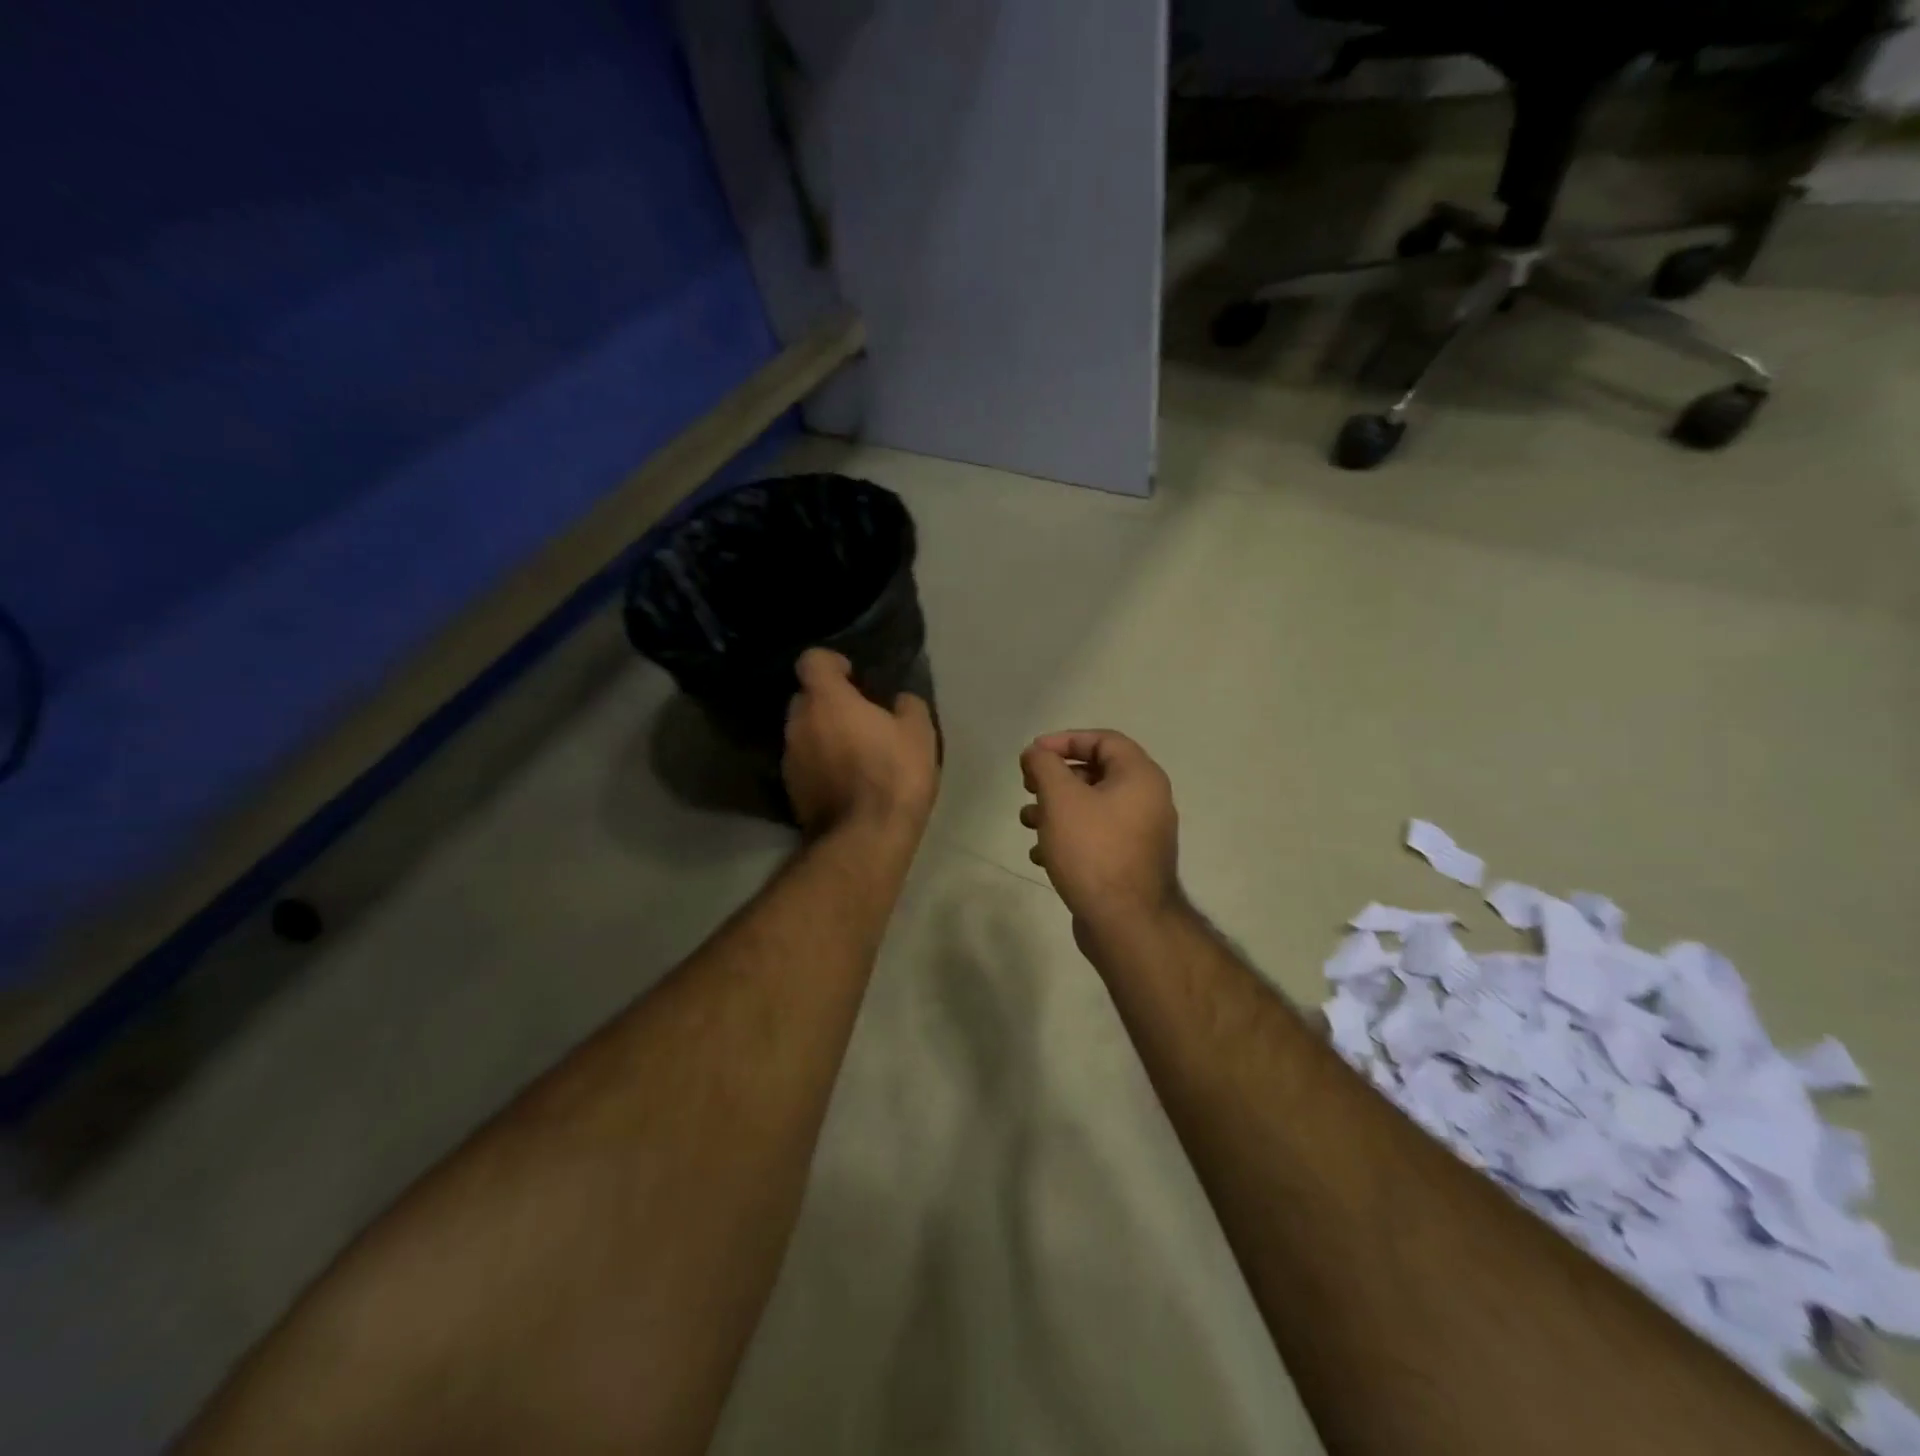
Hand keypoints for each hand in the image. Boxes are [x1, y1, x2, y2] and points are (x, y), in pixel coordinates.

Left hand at [783, 649, 938, 838]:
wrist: (864, 838)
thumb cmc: (894, 775)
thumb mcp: (919, 733)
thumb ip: (908, 705)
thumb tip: (900, 700)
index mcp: (826, 700)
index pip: (812, 660)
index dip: (832, 663)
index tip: (853, 676)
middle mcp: (798, 723)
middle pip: (805, 697)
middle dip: (827, 700)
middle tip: (858, 715)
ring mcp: (789, 758)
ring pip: (803, 732)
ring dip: (822, 733)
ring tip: (853, 750)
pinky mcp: (790, 789)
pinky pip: (804, 762)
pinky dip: (819, 763)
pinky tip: (845, 779)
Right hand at [1019, 730, 1181, 945]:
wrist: (1126, 923)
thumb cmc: (1093, 850)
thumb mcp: (1061, 799)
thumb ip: (1044, 766)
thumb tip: (1036, 752)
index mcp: (1140, 777)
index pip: (1103, 740)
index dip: (1065, 740)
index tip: (1032, 754)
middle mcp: (1147, 800)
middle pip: (1096, 773)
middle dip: (1056, 779)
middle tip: (1028, 786)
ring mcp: (1141, 835)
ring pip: (1092, 808)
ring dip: (1056, 810)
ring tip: (1027, 822)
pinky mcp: (1129, 863)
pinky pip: (1096, 838)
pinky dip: (1068, 838)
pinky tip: (1040, 856)